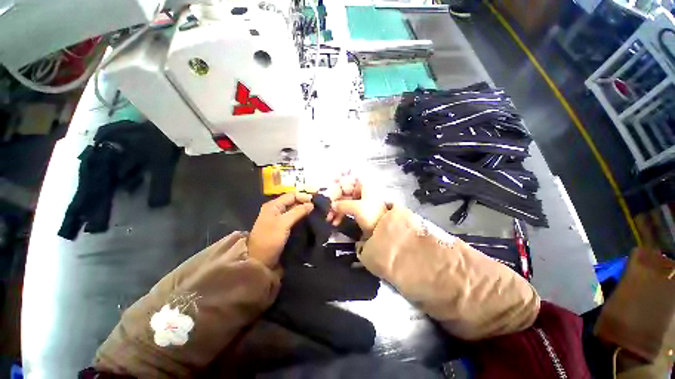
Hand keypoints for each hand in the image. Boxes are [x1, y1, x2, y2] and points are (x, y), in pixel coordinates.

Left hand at [248, 192, 313, 267]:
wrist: (259, 261)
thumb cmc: (270, 239)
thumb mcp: (283, 223)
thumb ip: (298, 212)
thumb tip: (311, 204)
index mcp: (273, 205)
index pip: (292, 195)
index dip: (304, 197)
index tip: (316, 202)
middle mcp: (276, 209)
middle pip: (293, 202)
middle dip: (305, 204)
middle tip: (319, 209)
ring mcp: (279, 219)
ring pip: (294, 211)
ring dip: (305, 211)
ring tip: (316, 214)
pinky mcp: (282, 228)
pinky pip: (294, 219)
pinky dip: (302, 218)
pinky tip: (309, 221)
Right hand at [327, 175, 387, 237]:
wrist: (384, 229)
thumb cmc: (372, 214)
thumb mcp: (357, 207)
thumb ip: (342, 204)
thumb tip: (332, 205)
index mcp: (363, 185)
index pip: (346, 181)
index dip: (336, 186)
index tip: (328, 195)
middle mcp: (360, 191)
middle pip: (343, 192)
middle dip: (334, 201)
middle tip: (327, 209)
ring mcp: (359, 201)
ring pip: (343, 201)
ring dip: (335, 210)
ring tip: (329, 219)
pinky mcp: (358, 210)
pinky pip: (346, 209)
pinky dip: (340, 215)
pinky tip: (335, 222)